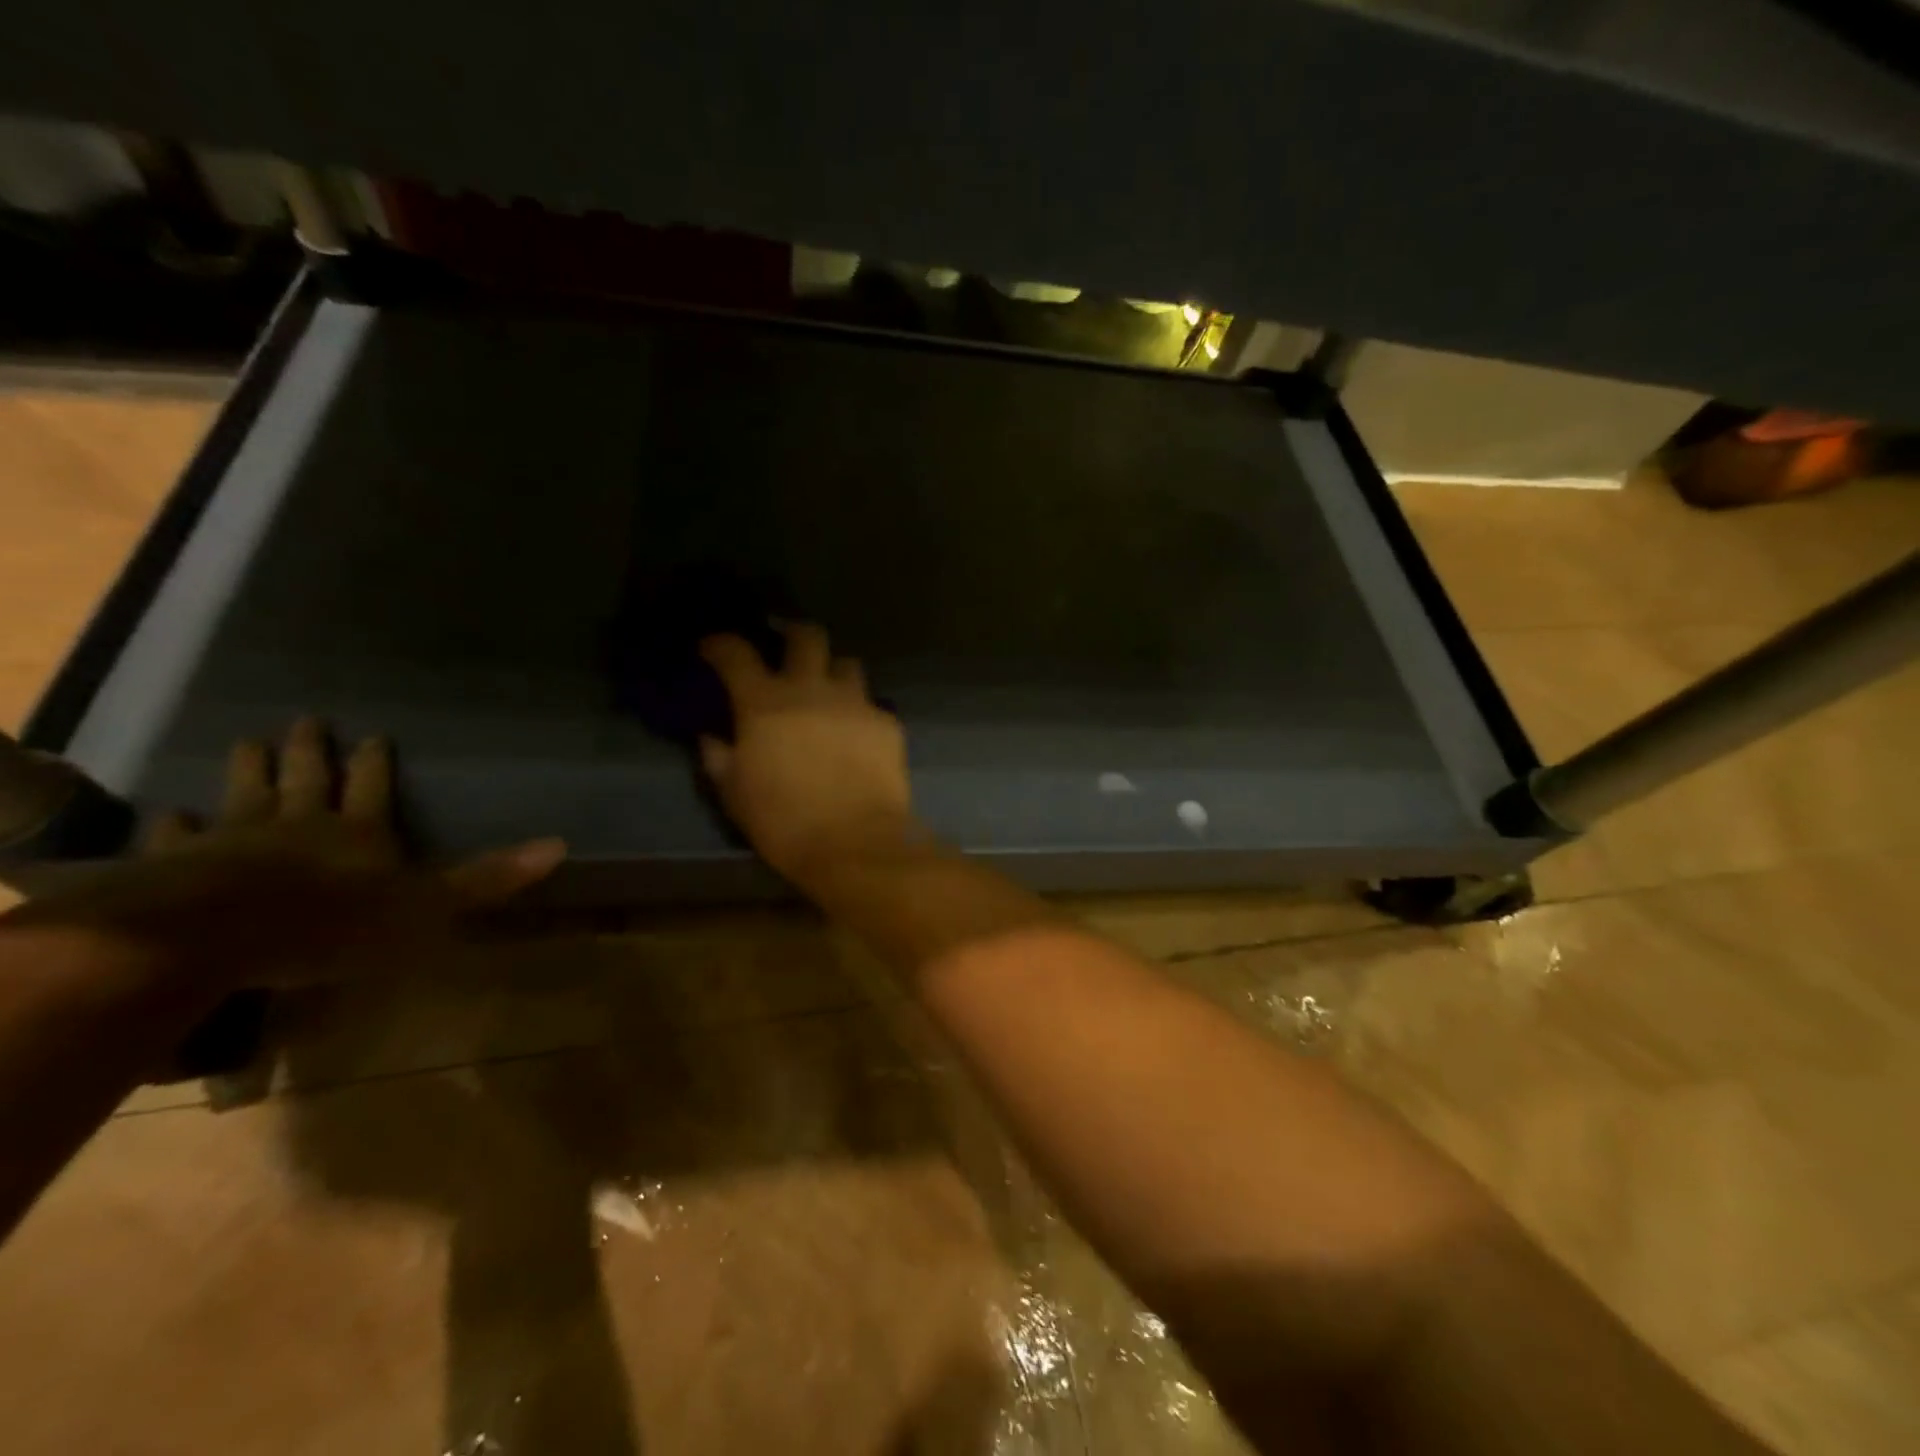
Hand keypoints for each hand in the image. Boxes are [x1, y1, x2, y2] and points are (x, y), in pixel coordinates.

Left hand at [8, 719, 563, 992]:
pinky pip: (178, 837)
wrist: (212, 937)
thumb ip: (488, 879)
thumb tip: (560, 844)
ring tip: (247, 742)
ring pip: (245, 794)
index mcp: (359, 832)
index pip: (373, 787)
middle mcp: (300, 825)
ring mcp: (234, 840)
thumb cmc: (332, 924)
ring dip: (249, 769)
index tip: (373, 735)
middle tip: (306, 720)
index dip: (375, 762)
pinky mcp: (178, 865)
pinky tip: (169, 812)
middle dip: (310, 751)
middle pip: (307, 779)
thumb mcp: (428, 907)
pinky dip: (175, 824)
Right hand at [699, 624, 917, 882]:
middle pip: (807, 636)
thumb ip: (720, 758)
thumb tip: (712, 738)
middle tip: (786, 647)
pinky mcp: (887, 723)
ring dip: (833, 673)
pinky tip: (858, 735)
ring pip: (847, 664)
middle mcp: (812, 690)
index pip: (736, 653)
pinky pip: (872, 705)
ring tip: (828, 693)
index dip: (720, 644)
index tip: (713, 649)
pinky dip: (860, 713)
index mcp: (765, 703)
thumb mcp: (735, 795)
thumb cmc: (784, 822)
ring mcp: (855, 703)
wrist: (855, 843)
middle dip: (793, 633)